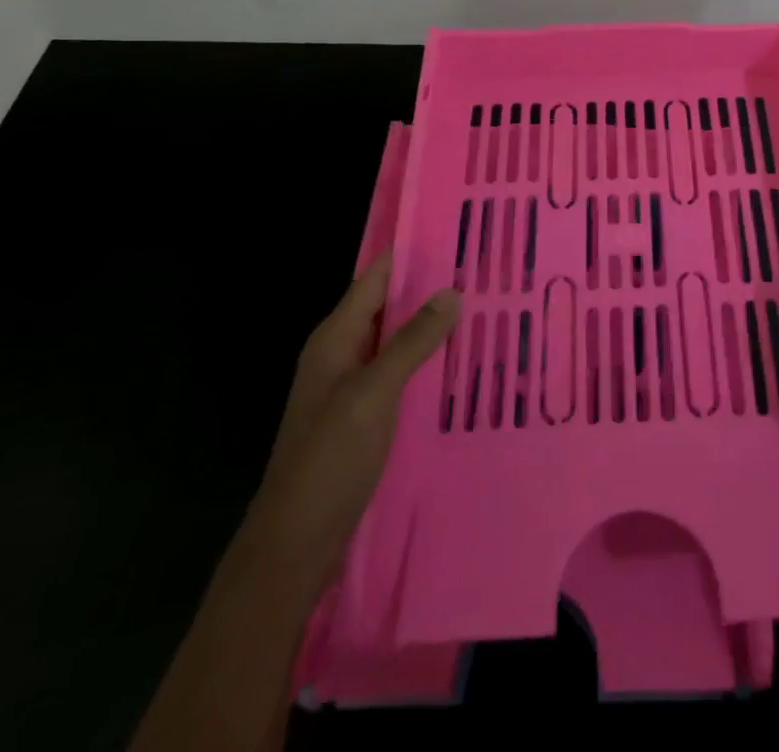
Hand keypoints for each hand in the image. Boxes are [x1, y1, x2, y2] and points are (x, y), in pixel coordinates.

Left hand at [238, 256, 458, 598]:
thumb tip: (450, 292)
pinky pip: (399, 374)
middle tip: (483, 271)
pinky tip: (461, 364)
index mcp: (334, 339)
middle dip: (429, 289)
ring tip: (484, 309)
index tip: (455, 233)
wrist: (294, 545)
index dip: (409, 255)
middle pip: (387, 307)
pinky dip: (426, 363)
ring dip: (431, 327)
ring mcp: (351, 388)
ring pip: (396, 342)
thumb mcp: (373, 394)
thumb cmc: (329, 460)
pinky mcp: (363, 417)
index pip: (374, 279)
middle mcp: (341, 355)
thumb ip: (411, 342)